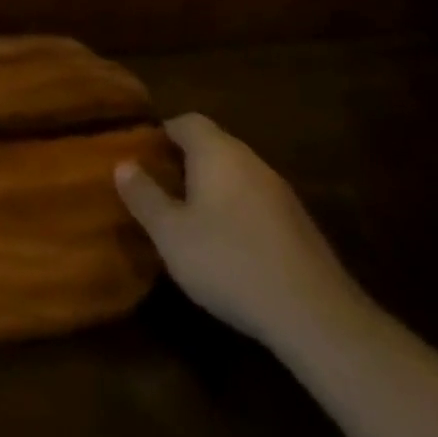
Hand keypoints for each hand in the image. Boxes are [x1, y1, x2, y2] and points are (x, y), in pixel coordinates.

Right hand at [116, 114, 365, 347]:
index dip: (162, 133)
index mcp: (217, 152)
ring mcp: (280, 192)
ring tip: (187, 217)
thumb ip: (144, 196)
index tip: (142, 154)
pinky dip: (236, 211)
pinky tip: (227, 246)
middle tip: (158, 186)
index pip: (187, 121)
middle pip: (213, 145)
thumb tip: (123, 164)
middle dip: (184, 161)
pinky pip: (255, 201)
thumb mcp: (170, 233)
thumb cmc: (229, 262)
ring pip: (236, 174)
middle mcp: (250, 160)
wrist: (314, 315)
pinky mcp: (298, 224)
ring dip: (211, 188)